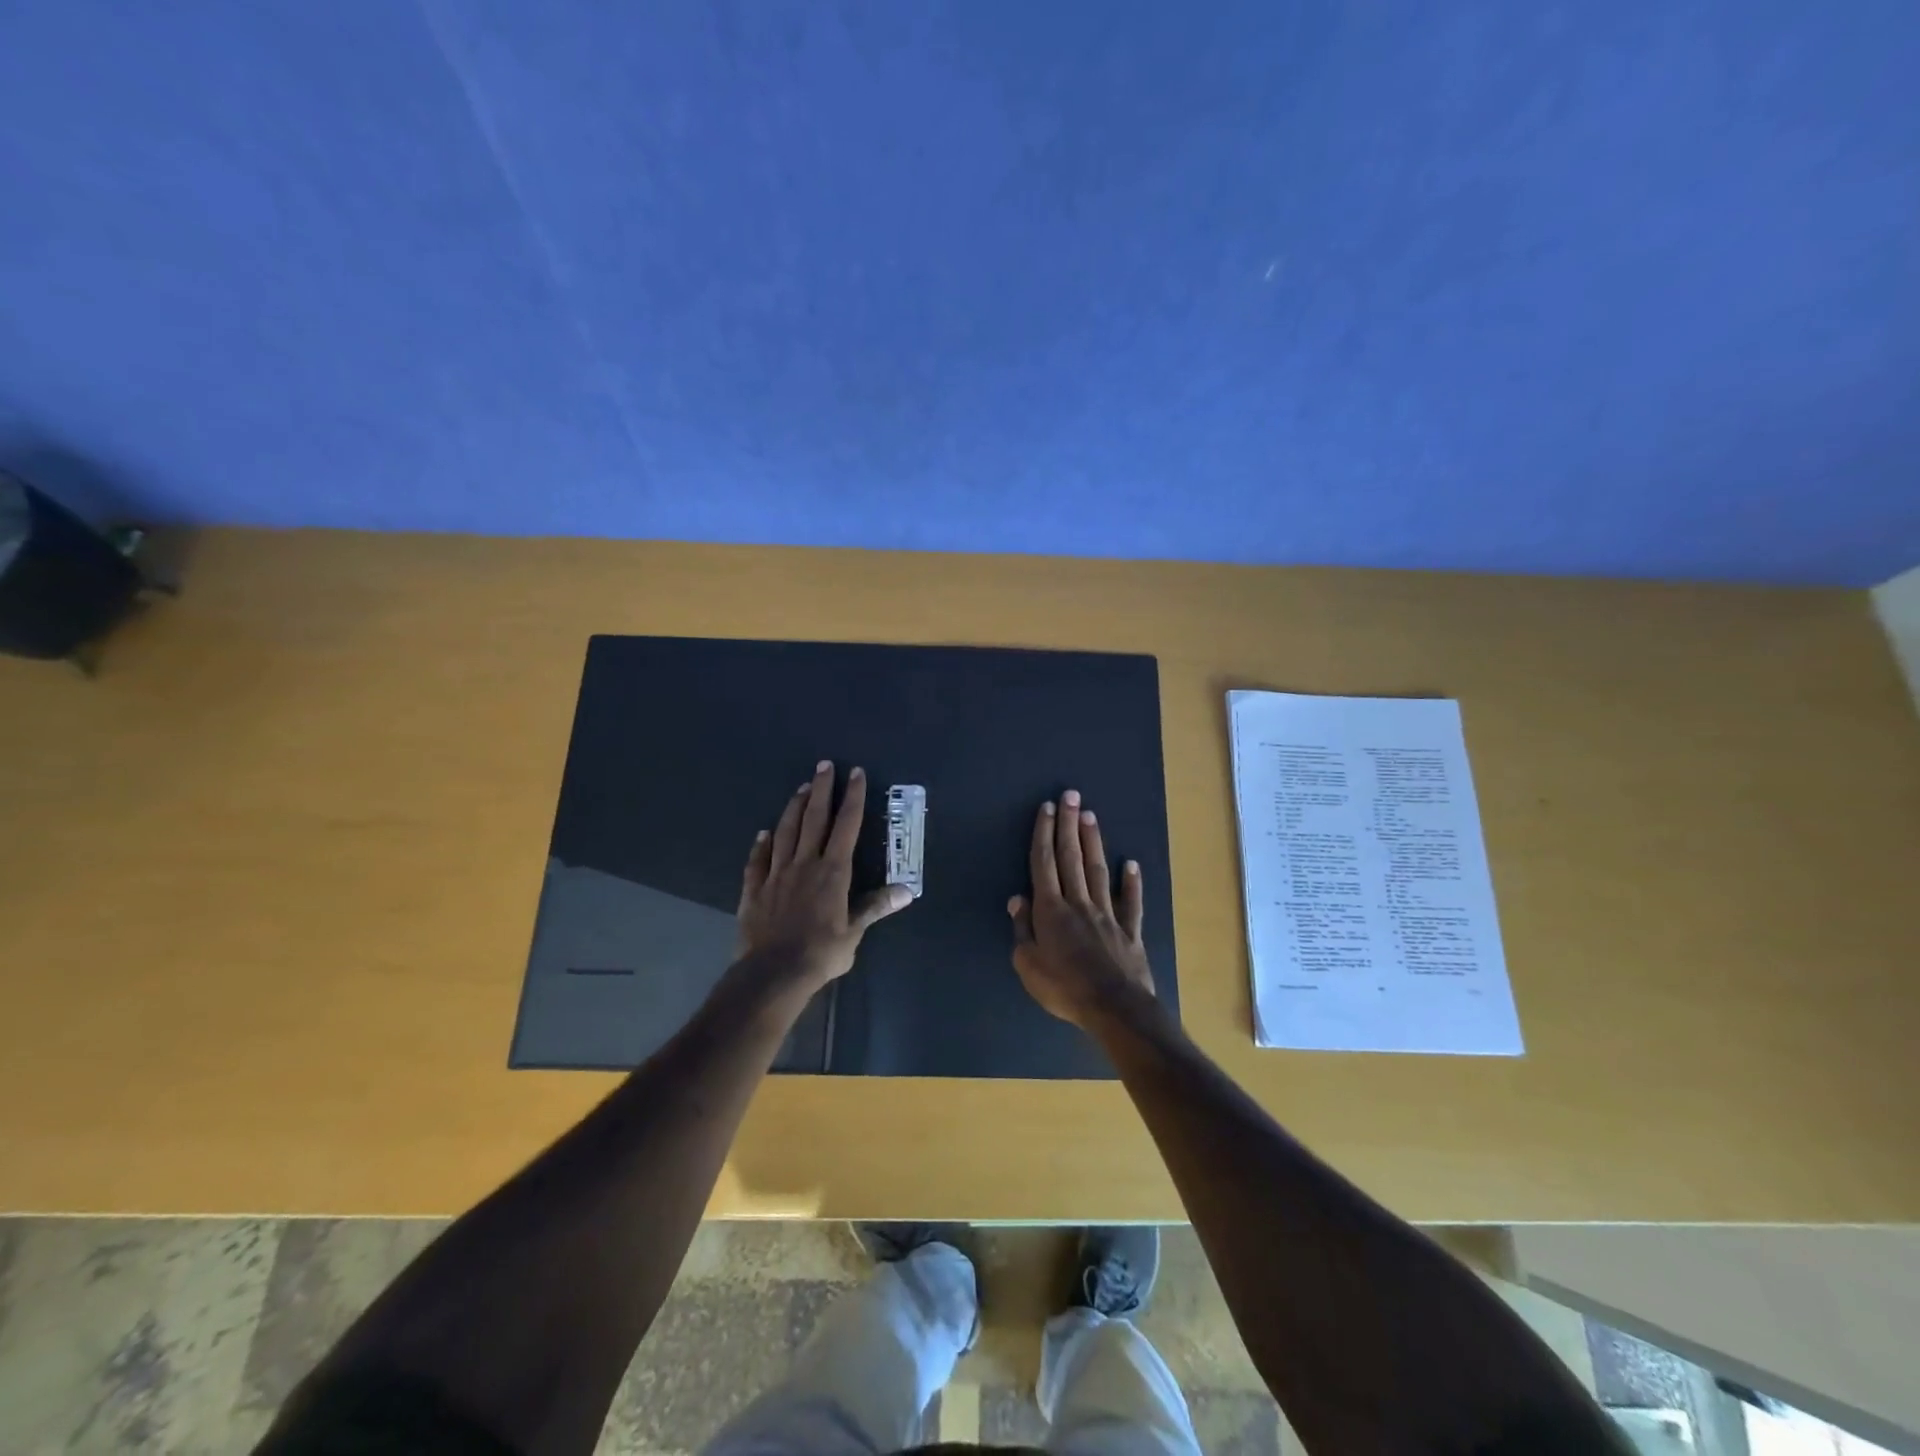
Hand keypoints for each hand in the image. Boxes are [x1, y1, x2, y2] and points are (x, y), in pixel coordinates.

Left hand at [736, 761, 912, 994]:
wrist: (773, 973)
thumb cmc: (820, 953)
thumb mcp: (854, 932)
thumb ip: (875, 907)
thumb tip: (907, 891)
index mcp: (833, 872)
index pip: (846, 826)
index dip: (852, 798)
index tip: (855, 773)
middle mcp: (804, 864)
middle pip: (814, 819)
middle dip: (822, 790)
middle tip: (824, 765)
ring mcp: (776, 874)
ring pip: (786, 832)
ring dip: (794, 808)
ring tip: (801, 788)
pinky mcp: (754, 889)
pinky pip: (757, 861)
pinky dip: (761, 845)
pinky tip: (763, 833)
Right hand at [1008, 789, 1154, 1026]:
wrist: (1114, 1008)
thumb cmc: (1064, 988)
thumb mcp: (1028, 964)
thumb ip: (1023, 929)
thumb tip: (1018, 899)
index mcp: (1051, 910)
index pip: (1044, 863)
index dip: (1044, 834)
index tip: (1047, 808)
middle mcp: (1079, 902)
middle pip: (1072, 857)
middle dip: (1068, 824)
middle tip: (1070, 795)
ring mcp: (1107, 914)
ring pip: (1098, 871)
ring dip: (1093, 842)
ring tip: (1090, 816)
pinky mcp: (1130, 930)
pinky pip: (1131, 902)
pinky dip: (1131, 883)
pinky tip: (1132, 865)